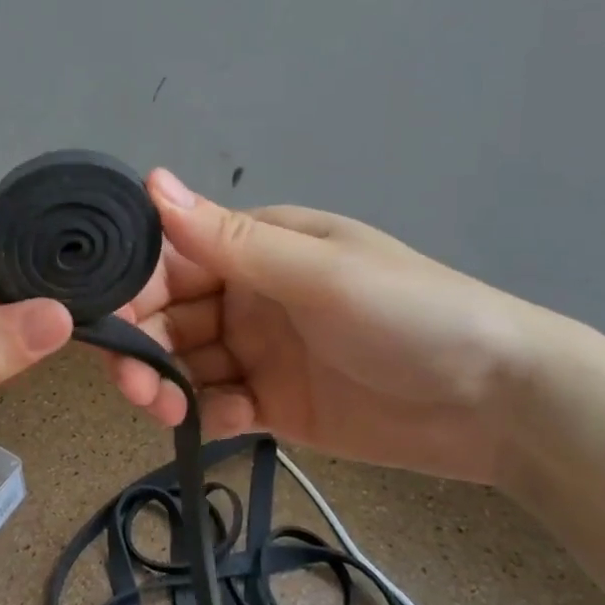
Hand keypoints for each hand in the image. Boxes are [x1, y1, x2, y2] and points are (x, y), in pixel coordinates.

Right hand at [106, 170, 549, 484]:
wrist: (500, 402)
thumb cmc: (408, 314)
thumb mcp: (316, 273)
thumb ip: (229, 239)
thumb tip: (151, 180)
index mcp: (255, 248)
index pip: (172, 259)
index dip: (134, 286)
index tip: (104, 321)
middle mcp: (249, 294)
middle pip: (170, 316)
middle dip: (142, 344)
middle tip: (131, 384)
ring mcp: (259, 352)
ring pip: (185, 363)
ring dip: (164, 384)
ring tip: (163, 410)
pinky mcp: (274, 404)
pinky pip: (219, 404)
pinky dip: (205, 414)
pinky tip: (213, 424)